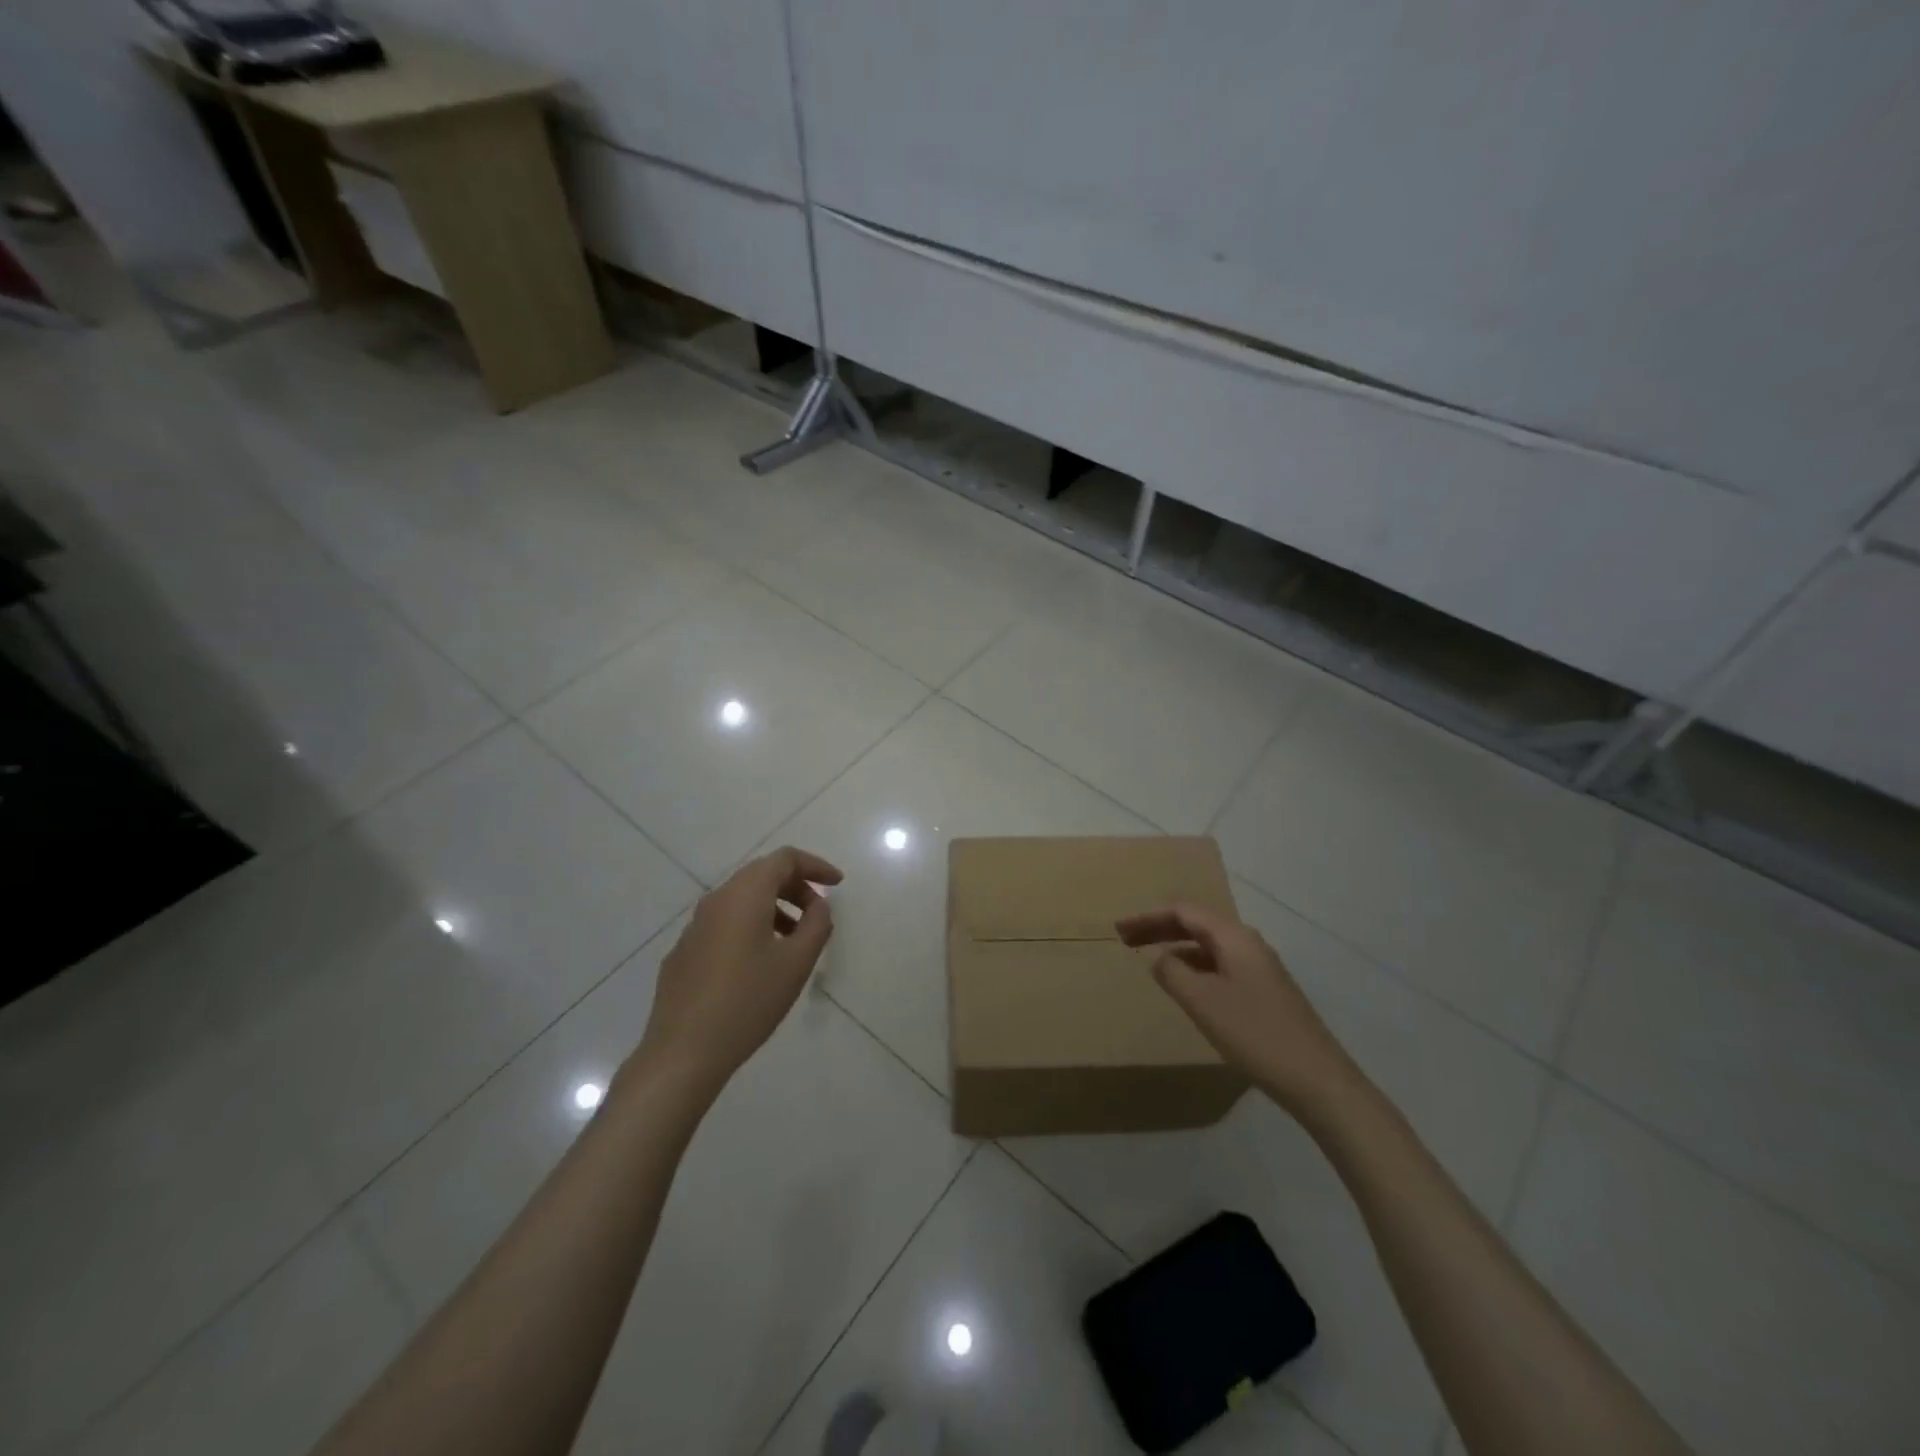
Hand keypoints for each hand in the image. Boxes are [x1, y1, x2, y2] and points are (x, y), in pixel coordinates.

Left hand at [634, 847, 843, 1096]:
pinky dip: (750, 927)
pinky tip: (759, 963)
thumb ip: (816, 924)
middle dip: (795, 887)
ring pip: (741, 901)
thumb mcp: (796, 963)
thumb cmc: (748, 1001)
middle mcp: (716, 900)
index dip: (815, 866)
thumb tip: (817, 905)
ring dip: (774, 908)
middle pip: (761, 875)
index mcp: (744, 895)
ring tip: (795, 940)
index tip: (838, 884)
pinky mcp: (684, 952)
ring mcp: (694, 926)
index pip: (784, 859)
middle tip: (819, 913)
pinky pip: (724, 924)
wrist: (683, 1052)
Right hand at [1117, 902, 1353, 1114]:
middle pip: (1197, 924)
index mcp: (1234, 938)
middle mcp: (1248, 944)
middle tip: (1126, 939)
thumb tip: (1160, 958)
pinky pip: (1220, 965)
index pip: (1184, 912)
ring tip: (1149, 958)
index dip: (1148, 917)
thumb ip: (1173, 973)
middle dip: (1160, 928)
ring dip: (1177, 947)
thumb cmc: (1256, 1034)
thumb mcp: (1203, 1002)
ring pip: (1209, 945)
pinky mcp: (1265, 991)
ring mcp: (1260, 968)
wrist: (1318, 1080)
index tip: (1119, 929)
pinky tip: (1185, 985)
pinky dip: (1194, 966)